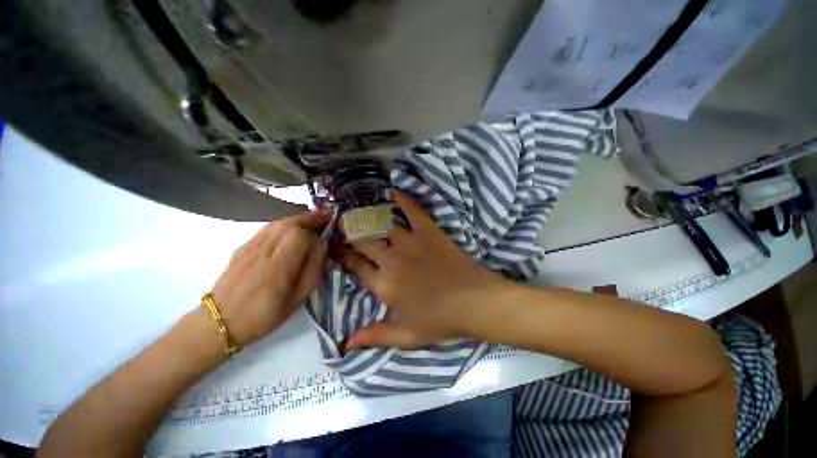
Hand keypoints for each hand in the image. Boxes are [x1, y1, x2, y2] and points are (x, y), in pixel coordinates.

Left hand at [210, 211, 330, 346]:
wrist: (220, 321)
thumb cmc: (265, 315)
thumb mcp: (297, 299)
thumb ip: (312, 270)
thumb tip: (322, 246)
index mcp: (278, 268)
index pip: (299, 235)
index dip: (316, 230)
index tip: (328, 231)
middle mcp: (263, 252)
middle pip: (288, 224)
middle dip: (309, 218)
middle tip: (325, 218)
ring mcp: (250, 247)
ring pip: (277, 223)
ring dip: (297, 219)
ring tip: (312, 221)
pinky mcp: (242, 247)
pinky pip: (266, 229)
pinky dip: (283, 224)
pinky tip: (290, 229)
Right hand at [339, 191, 508, 349]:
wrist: (474, 303)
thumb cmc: (440, 321)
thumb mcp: (406, 336)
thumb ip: (374, 337)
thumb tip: (344, 346)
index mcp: (383, 284)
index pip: (354, 266)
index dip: (342, 255)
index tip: (334, 247)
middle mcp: (391, 259)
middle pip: (363, 241)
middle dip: (348, 232)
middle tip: (341, 224)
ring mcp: (410, 242)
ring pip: (381, 224)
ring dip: (367, 216)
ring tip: (358, 211)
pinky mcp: (428, 232)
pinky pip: (413, 211)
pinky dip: (403, 200)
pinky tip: (392, 191)